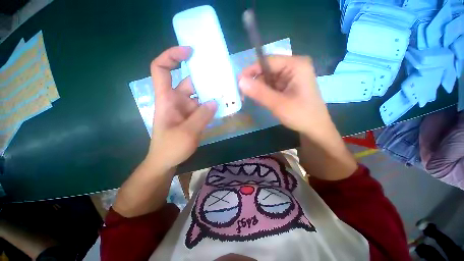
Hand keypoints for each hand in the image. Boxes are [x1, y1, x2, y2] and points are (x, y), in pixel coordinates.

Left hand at [148, 46, 217, 169]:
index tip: (190, 52)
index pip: (162, 69)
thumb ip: (202, 116)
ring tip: (228, 91)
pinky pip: (204, 107)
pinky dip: (213, 105)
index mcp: (167, 99)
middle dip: (205, 78)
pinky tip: (224, 106)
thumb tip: (215, 101)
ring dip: (212, 93)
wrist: (166, 162)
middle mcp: (176, 100)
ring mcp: (186, 109)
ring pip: (200, 95)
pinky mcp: (193, 116)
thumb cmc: (170, 148)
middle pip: (190, 82)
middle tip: (223, 75)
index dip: (172, 56)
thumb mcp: (187, 133)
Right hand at [239, 56, 356, 179]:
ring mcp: (292, 76)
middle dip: (255, 80)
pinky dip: (264, 91)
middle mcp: (294, 67)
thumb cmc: (300, 115)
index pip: (268, 61)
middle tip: (242, 93)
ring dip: (258, 87)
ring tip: (250, 98)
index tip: (238, 81)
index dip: (251, 70)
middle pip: (268, 69)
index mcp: (296, 65)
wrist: (315, 129)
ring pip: (268, 78)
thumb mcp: (278, 104)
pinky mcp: (289, 85)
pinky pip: (272, 84)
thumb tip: (240, 81)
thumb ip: (259, 92)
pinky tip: (261, 99)